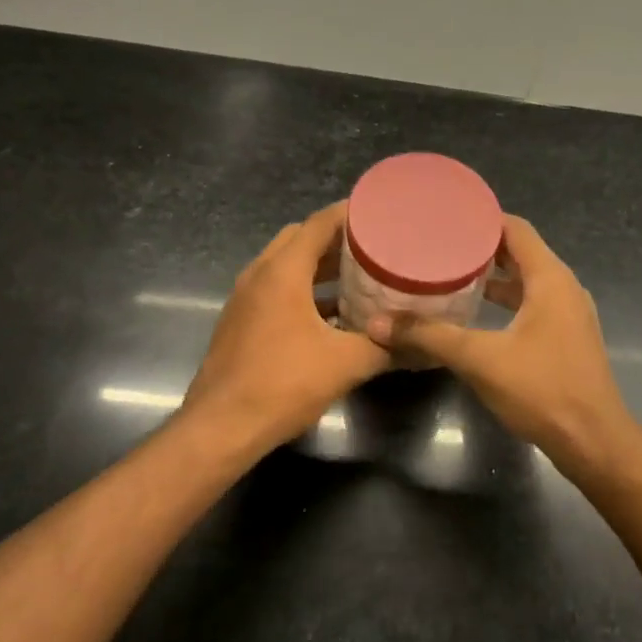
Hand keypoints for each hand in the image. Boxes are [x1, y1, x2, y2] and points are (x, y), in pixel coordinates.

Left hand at [182, 203, 390, 453]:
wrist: (221, 428)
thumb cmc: (283, 384)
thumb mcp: (345, 364)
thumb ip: (385, 348)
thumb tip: (421, 344)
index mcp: (282, 272)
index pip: (319, 223)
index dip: (350, 214)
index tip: (381, 213)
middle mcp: (259, 275)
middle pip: (300, 239)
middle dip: (336, 239)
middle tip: (373, 246)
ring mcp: (245, 298)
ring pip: (285, 265)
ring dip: (318, 266)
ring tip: (358, 276)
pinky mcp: (240, 321)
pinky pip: (276, 290)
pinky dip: (303, 290)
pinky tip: (332, 314)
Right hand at [365, 216, 632, 467]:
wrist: (593, 441)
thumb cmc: (542, 390)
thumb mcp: (480, 359)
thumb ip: (430, 336)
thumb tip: (378, 324)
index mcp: (550, 279)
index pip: (516, 229)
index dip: (482, 220)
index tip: (446, 218)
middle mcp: (564, 288)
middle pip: (521, 252)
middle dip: (482, 248)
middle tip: (440, 246)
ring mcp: (569, 314)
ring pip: (528, 282)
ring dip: (494, 277)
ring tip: (451, 274)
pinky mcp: (566, 338)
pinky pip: (533, 304)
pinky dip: (506, 301)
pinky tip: (477, 314)